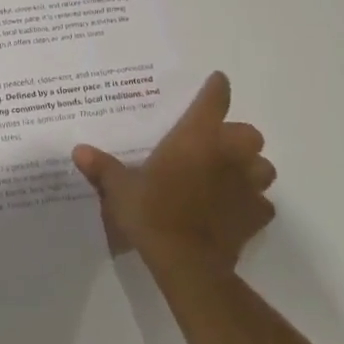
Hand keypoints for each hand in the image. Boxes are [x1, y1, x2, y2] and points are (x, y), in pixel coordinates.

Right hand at [71, 72, 275, 274]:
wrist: (186, 262)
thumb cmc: (152, 213)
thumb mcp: (120, 189)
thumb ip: (103, 167)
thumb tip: (79, 151)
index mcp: (195, 138)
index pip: (214, 101)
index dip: (217, 88)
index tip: (217, 81)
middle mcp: (227, 155)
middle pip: (249, 133)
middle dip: (237, 136)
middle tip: (216, 146)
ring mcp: (247, 186)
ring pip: (264, 167)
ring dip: (251, 168)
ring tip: (231, 176)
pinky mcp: (256, 216)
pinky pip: (262, 204)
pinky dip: (253, 204)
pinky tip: (236, 210)